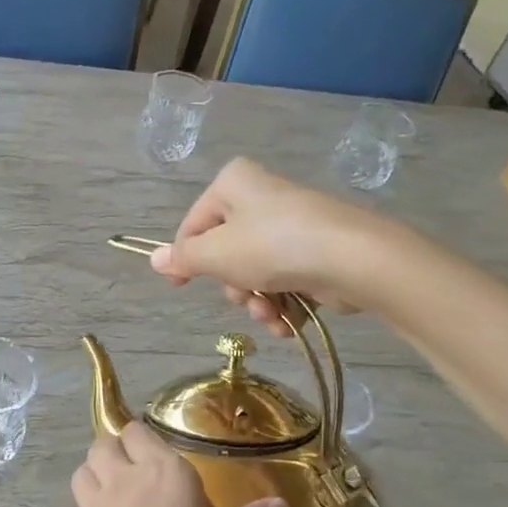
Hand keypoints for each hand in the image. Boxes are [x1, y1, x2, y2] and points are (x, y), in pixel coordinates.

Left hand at [55, 423, 284, 506]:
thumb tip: (277, 503)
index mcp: (165, 475)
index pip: (141, 432)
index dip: (150, 443)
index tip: (171, 469)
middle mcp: (124, 481)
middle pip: (105, 443)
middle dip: (120, 451)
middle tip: (146, 482)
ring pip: (85, 469)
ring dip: (100, 474)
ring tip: (126, 502)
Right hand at [148, 158, 376, 338]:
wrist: (353, 259)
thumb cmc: (272, 247)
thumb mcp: (215, 255)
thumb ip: (183, 258)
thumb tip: (154, 258)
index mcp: (233, 184)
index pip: (193, 224)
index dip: (184, 258)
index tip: (179, 286)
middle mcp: (262, 197)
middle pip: (226, 251)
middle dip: (232, 286)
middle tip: (242, 297)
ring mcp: (292, 224)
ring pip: (255, 271)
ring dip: (256, 302)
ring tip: (269, 315)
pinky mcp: (316, 251)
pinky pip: (284, 279)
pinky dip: (281, 303)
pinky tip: (287, 322)